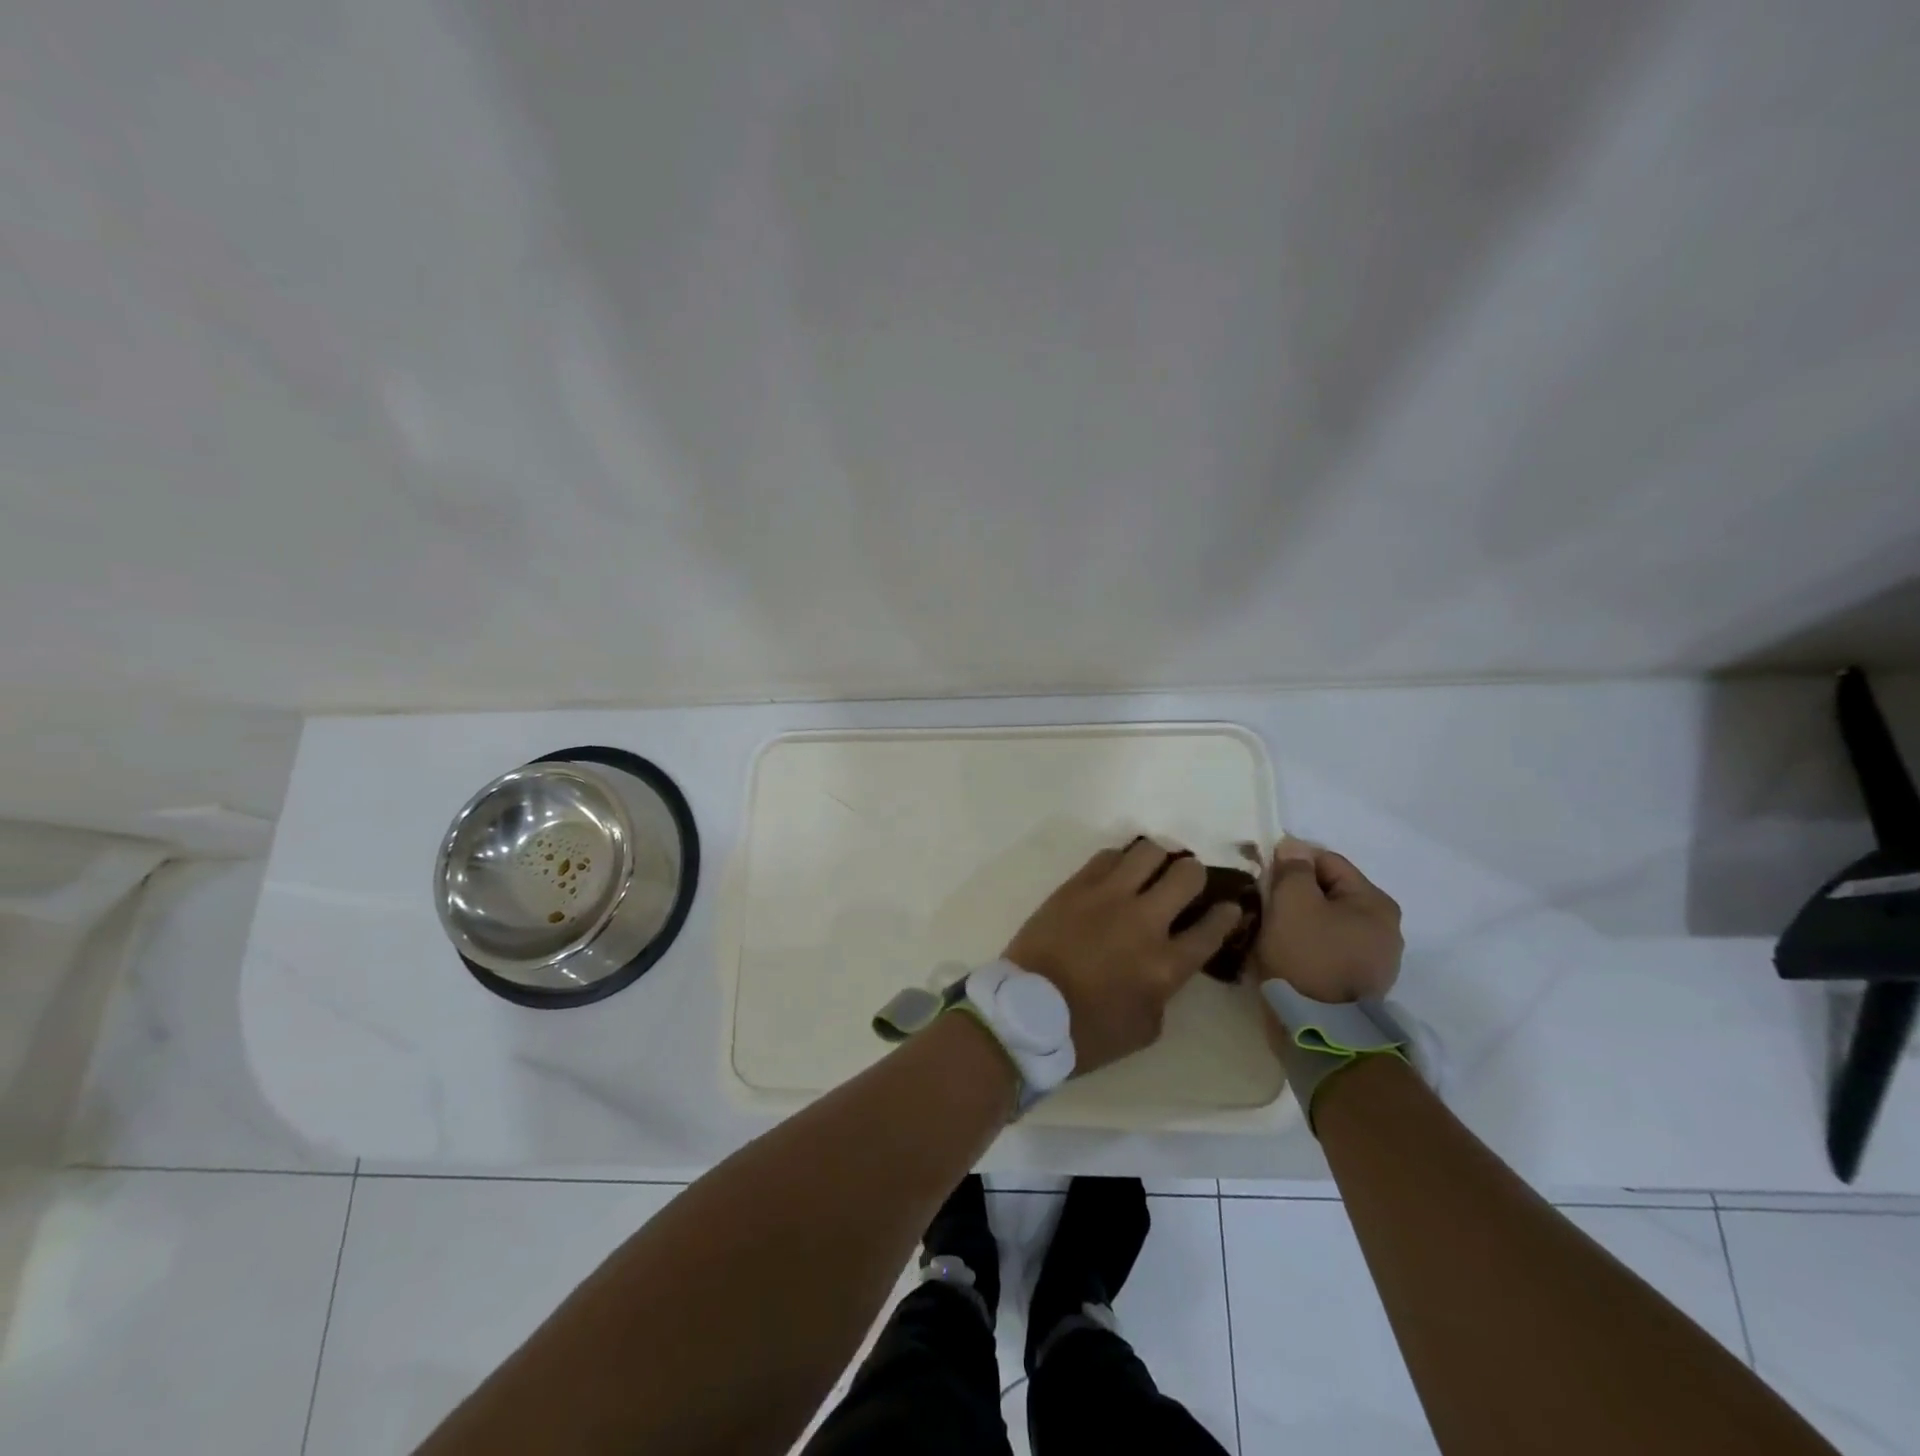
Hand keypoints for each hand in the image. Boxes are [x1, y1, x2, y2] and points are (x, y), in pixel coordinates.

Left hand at [1004, 838, 1245, 1074]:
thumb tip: (1168, 962)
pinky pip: (1109, 855)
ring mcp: (1108, 897)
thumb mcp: (1146, 1027)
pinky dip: (1121, 861)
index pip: (1213, 927)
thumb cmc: (1088, 1032)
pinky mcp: (1076, 885)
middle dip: (1195, 876)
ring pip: (1149, 852)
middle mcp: (1144, 922)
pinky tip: (1119, 873)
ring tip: (1152, 870)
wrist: (1026, 1012)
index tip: (1229, 907)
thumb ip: (1166, 990)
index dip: (1227, 914)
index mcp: (1166, 966)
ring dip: (1159, 860)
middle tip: (1186, 884)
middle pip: (1187, 875)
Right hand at [1252, 837, 1401, 1002]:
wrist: (1318, 1031)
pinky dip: (1306, 946)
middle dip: (1294, 894)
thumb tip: (1293, 847)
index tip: (1262, 878)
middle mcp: (1385, 927)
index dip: (1290, 863)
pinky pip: (1327, 948)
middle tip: (1263, 906)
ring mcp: (1375, 959)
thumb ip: (1292, 869)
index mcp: (1375, 903)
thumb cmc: (1307, 957)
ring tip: (1269, 932)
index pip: (1326, 862)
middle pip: (1328, 892)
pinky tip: (1284, 954)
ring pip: (1326, 922)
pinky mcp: (1359, 984)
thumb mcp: (1292, 903)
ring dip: (1298, 921)